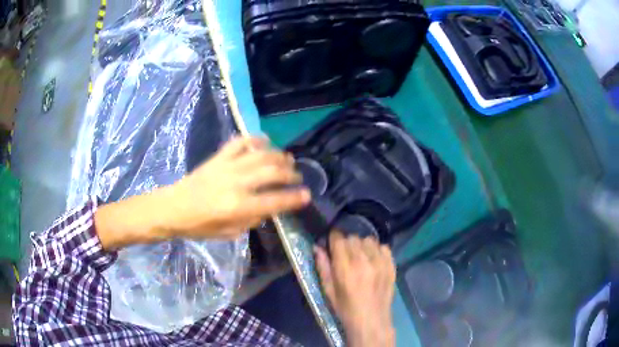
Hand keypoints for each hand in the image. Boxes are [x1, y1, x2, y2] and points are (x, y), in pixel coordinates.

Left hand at [166, 136, 310, 238]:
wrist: (173, 207)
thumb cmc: (200, 226)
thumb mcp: (229, 233)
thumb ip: (252, 219)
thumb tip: (268, 208)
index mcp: (238, 206)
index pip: (275, 201)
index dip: (295, 198)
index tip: (307, 195)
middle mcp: (236, 183)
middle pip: (272, 172)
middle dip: (291, 174)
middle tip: (297, 177)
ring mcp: (227, 166)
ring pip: (261, 154)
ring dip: (279, 156)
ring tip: (288, 160)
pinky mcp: (219, 157)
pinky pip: (240, 142)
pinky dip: (255, 139)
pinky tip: (265, 142)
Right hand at [314, 232, 395, 346]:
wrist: (371, 321)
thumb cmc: (345, 309)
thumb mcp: (328, 291)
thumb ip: (322, 267)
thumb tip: (317, 247)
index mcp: (345, 268)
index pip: (339, 239)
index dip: (333, 238)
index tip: (332, 242)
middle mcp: (363, 261)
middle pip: (353, 237)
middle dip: (346, 243)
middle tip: (345, 254)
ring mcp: (380, 262)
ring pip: (369, 240)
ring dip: (362, 246)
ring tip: (360, 257)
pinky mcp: (391, 265)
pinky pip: (383, 247)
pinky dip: (377, 250)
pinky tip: (373, 261)